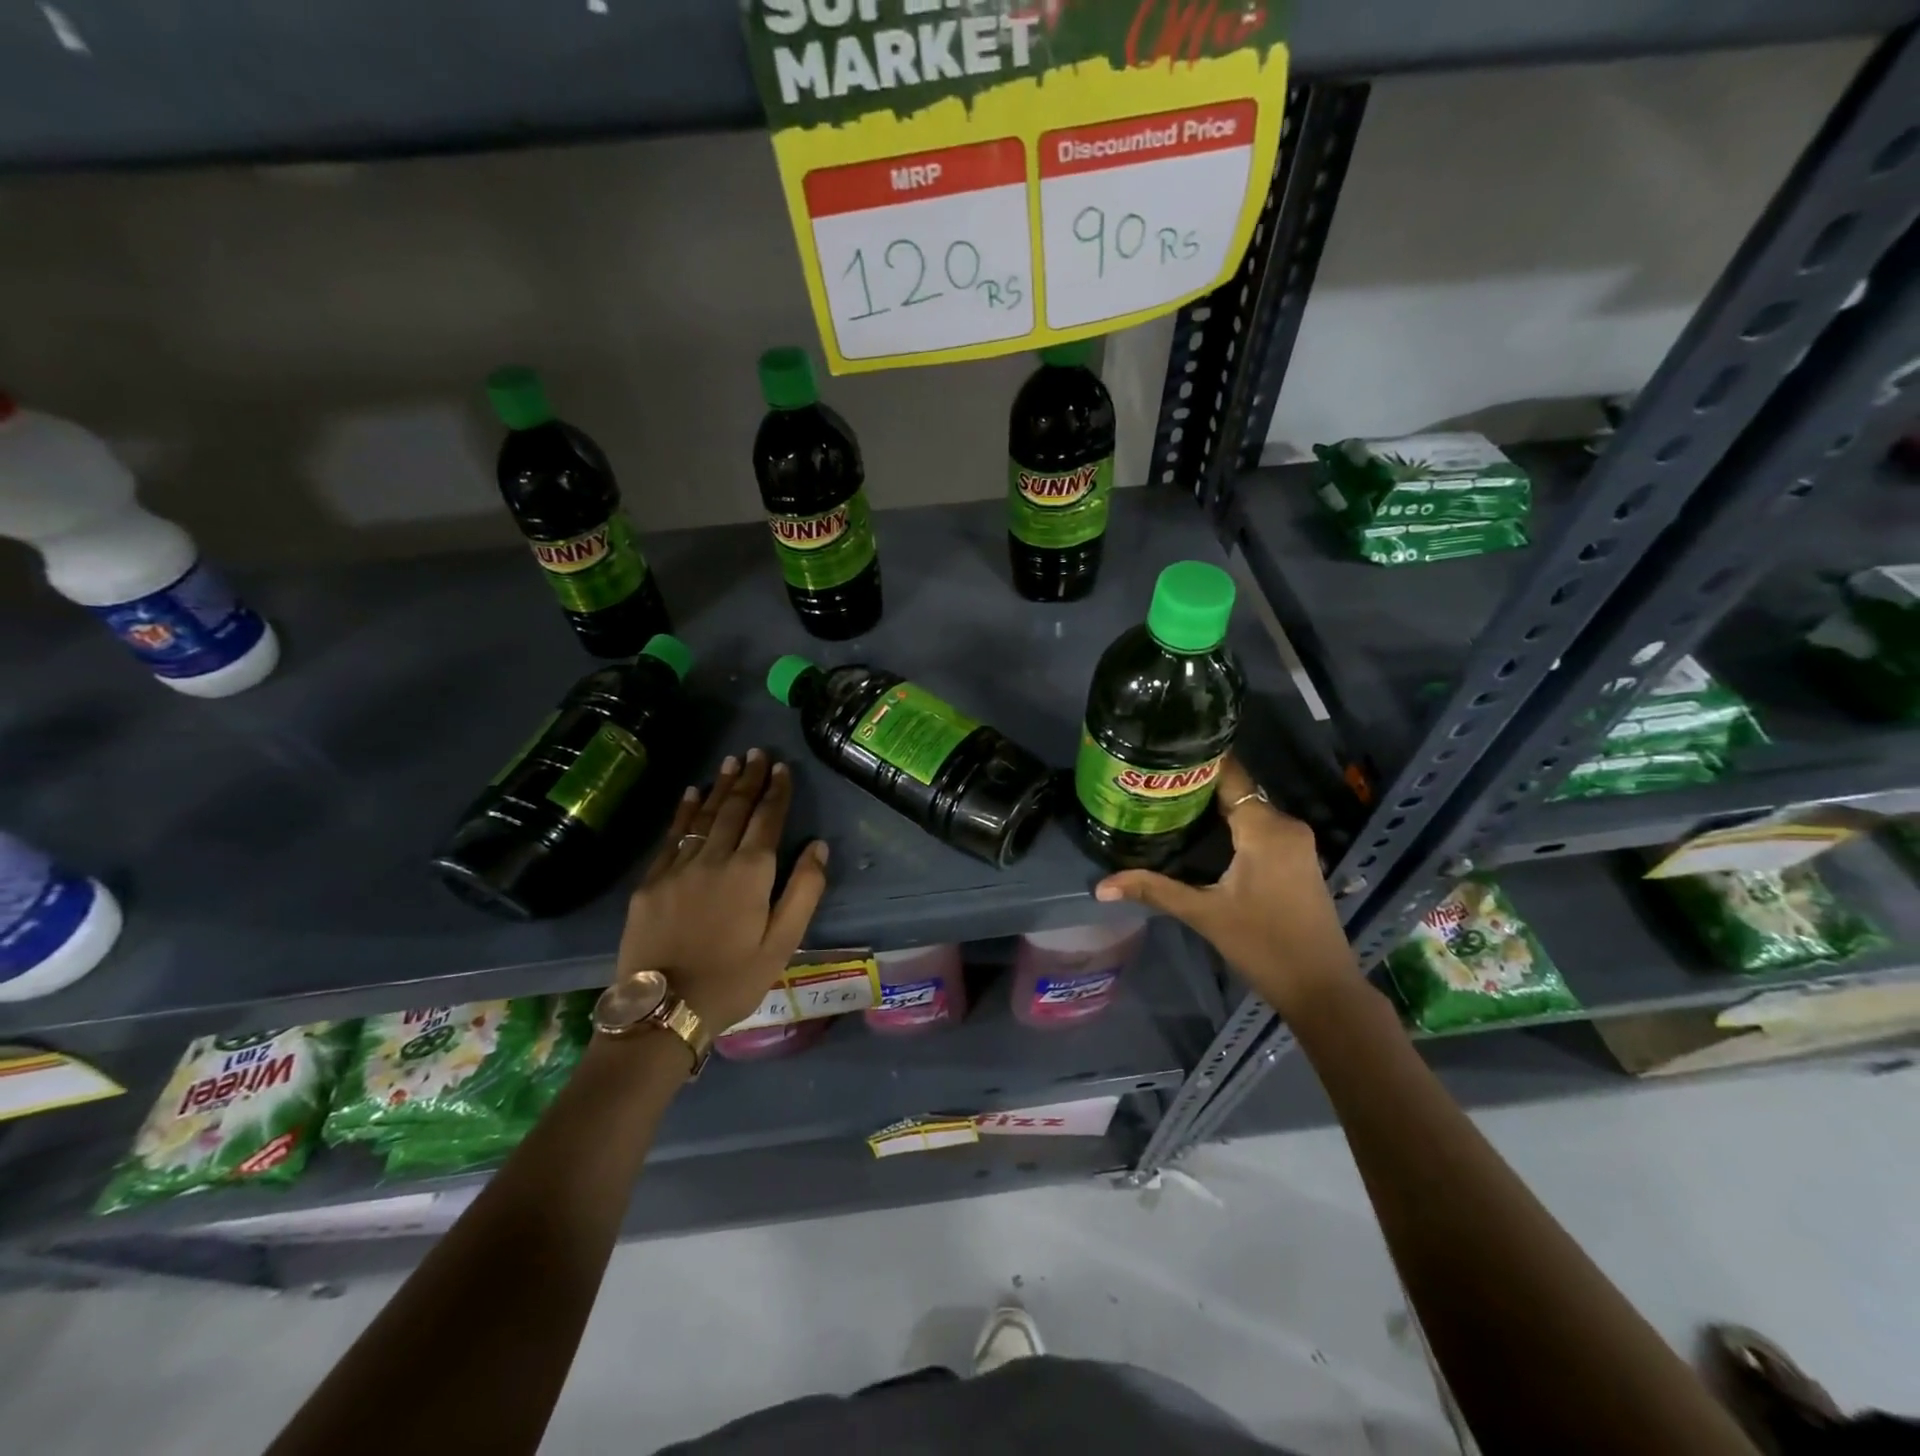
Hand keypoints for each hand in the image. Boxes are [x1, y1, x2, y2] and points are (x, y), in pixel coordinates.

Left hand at [614, 748, 829, 1031]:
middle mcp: (714, 859)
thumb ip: (804, 891)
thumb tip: (819, 846)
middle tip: (757, 752)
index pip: (767, 820)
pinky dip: (684, 812)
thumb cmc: (733, 980)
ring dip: (719, 788)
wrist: (663, 1011)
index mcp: (751, 873)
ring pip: (703, 817)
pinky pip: (671, 836)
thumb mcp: (783, 943)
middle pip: (735, 810)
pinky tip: (690, 794)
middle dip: (749, 779)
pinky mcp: (650, 882)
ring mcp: (678, 868)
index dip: (777, 792)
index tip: (782, 767)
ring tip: (731, 763)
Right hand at [1094, 755, 1354, 1017]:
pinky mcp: (1297, 858)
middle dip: (1195, 786)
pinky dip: (1231, 824)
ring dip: (1213, 807)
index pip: (1229, 775)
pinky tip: (1199, 832)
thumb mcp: (1204, 915)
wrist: (1322, 989)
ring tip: (1166, 803)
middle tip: (1150, 783)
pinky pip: (1260, 827)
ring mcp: (1296, 842)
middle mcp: (1285, 825)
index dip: (1195, 762)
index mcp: (1265, 828)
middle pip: (1236, 791)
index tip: (1159, 755)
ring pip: (1248, 809)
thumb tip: (1101, 886)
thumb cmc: (1264, 946)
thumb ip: (1154, 890)